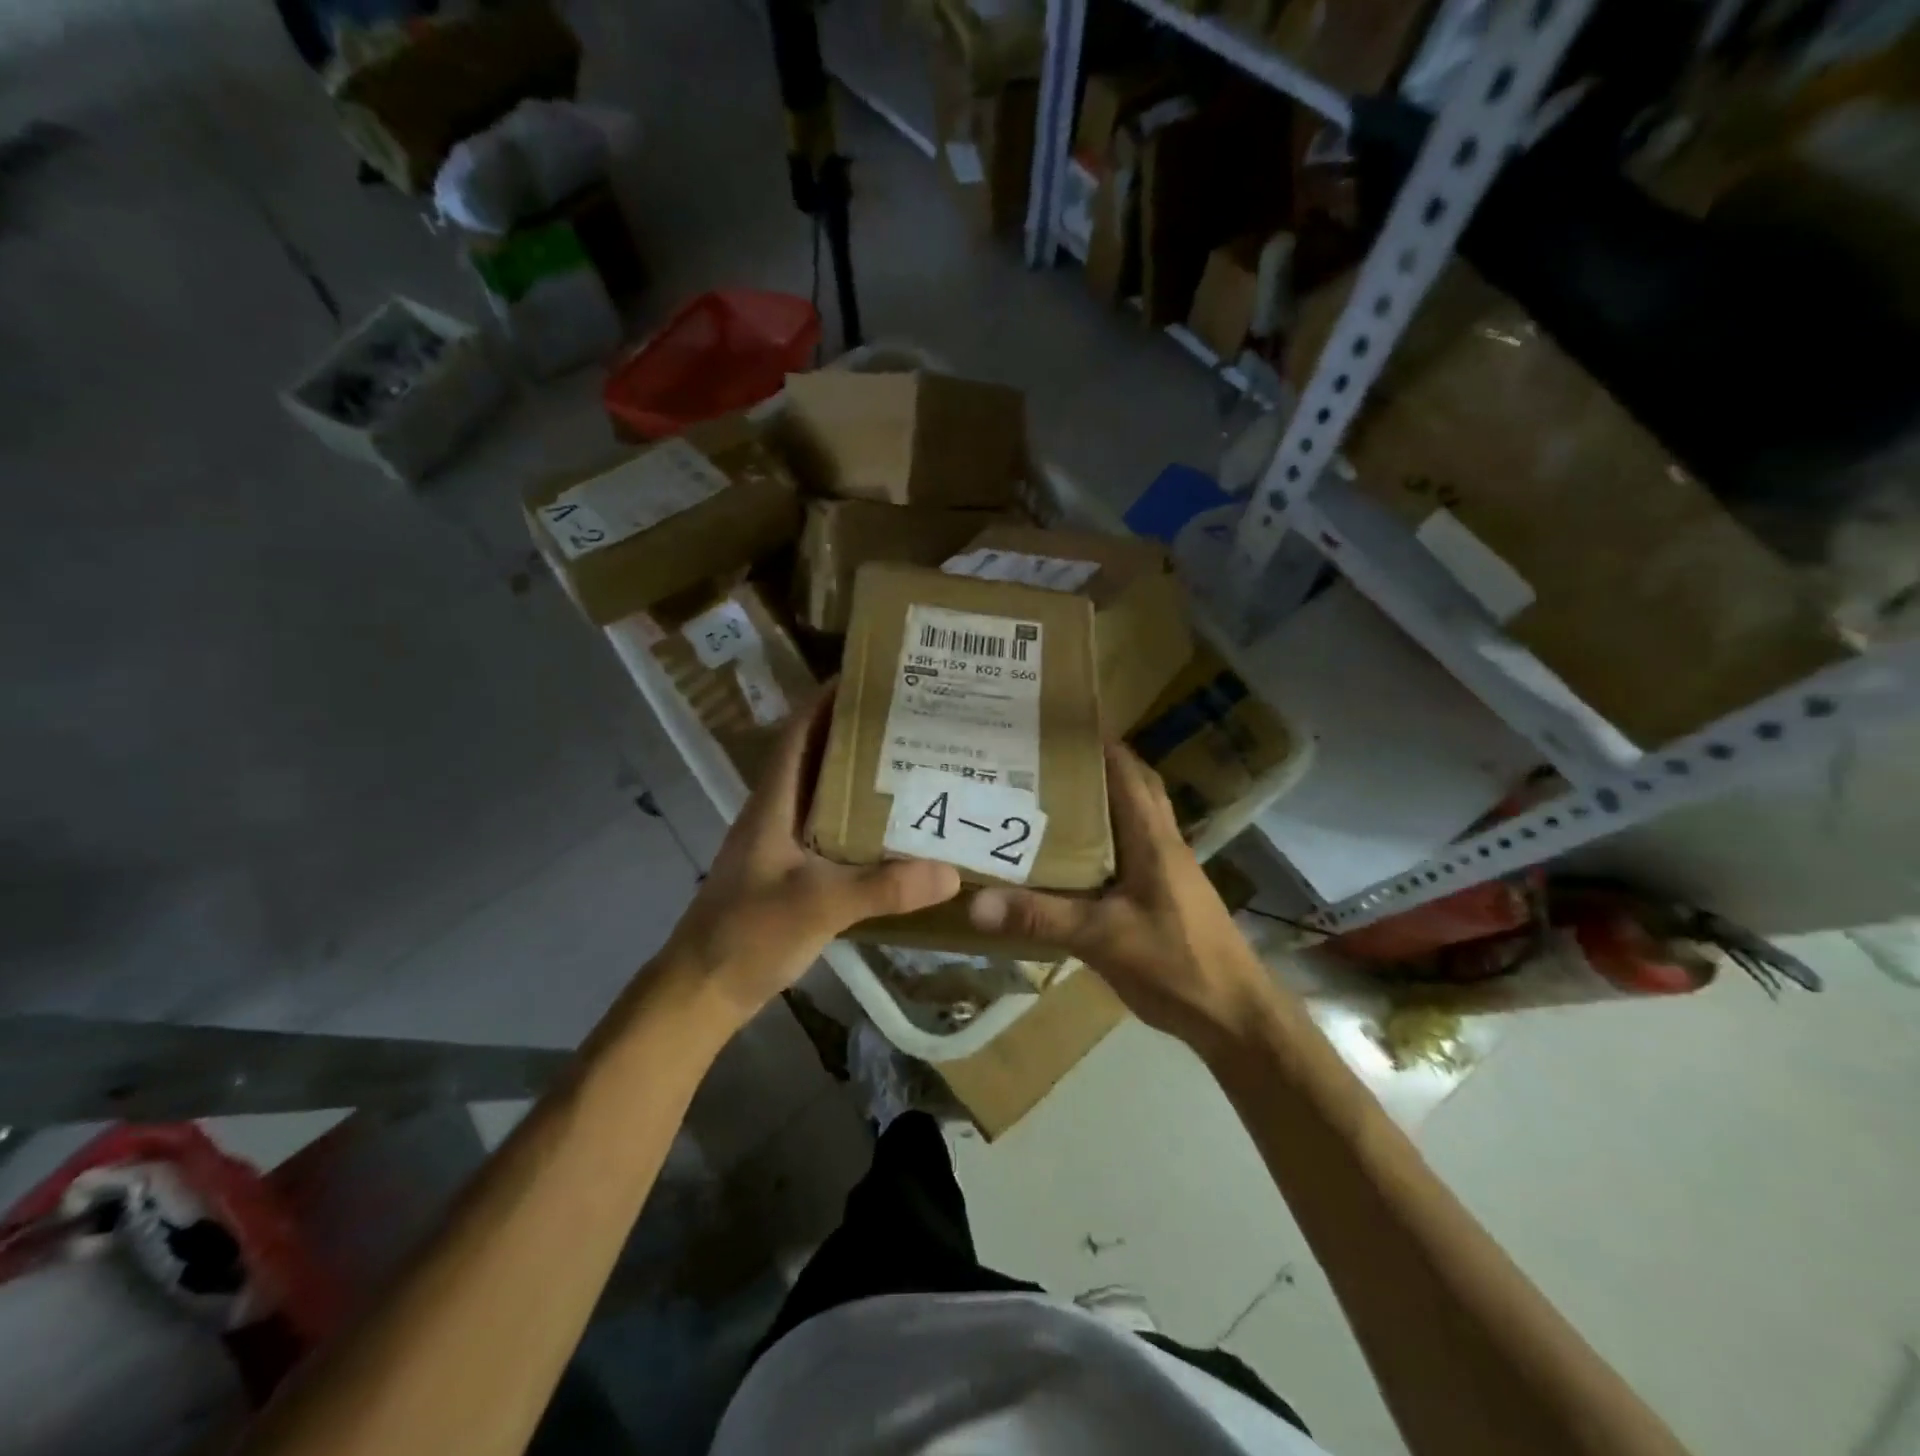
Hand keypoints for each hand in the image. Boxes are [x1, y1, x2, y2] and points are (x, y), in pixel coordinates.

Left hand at [662, 686, 960, 1025]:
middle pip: (816, 757)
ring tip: (911, 763)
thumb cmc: (748, 933)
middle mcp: (777, 814)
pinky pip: (831, 831)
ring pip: (825, 795)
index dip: (825, 700)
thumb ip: (882, 887)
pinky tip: (893, 829)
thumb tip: (950, 869)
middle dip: (855, 733)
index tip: (867, 677)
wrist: (704, 989)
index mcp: (773, 803)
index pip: (798, 734)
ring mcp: (782, 845)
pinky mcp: (791, 872)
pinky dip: (859, 820)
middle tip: (908, 720)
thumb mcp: (818, 905)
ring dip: (860, 776)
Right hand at [967, 742, 1284, 1052]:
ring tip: (1050, 798)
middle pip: (1133, 787)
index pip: (1127, 771)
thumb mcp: (1102, 939)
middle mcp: (1163, 844)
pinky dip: (1104, 841)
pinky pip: (1130, 851)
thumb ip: (1041, 918)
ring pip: (1133, 819)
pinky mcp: (1165, 895)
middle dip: (1096, 766)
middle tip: (1045, 760)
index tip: (1056, 726)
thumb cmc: (1176, 964)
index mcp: (1153, 839)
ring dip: (1102, 802)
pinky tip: (1073, 857)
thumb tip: (976, 903)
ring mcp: (1168, 871)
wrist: (1235, 1016)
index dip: (1098, 743)